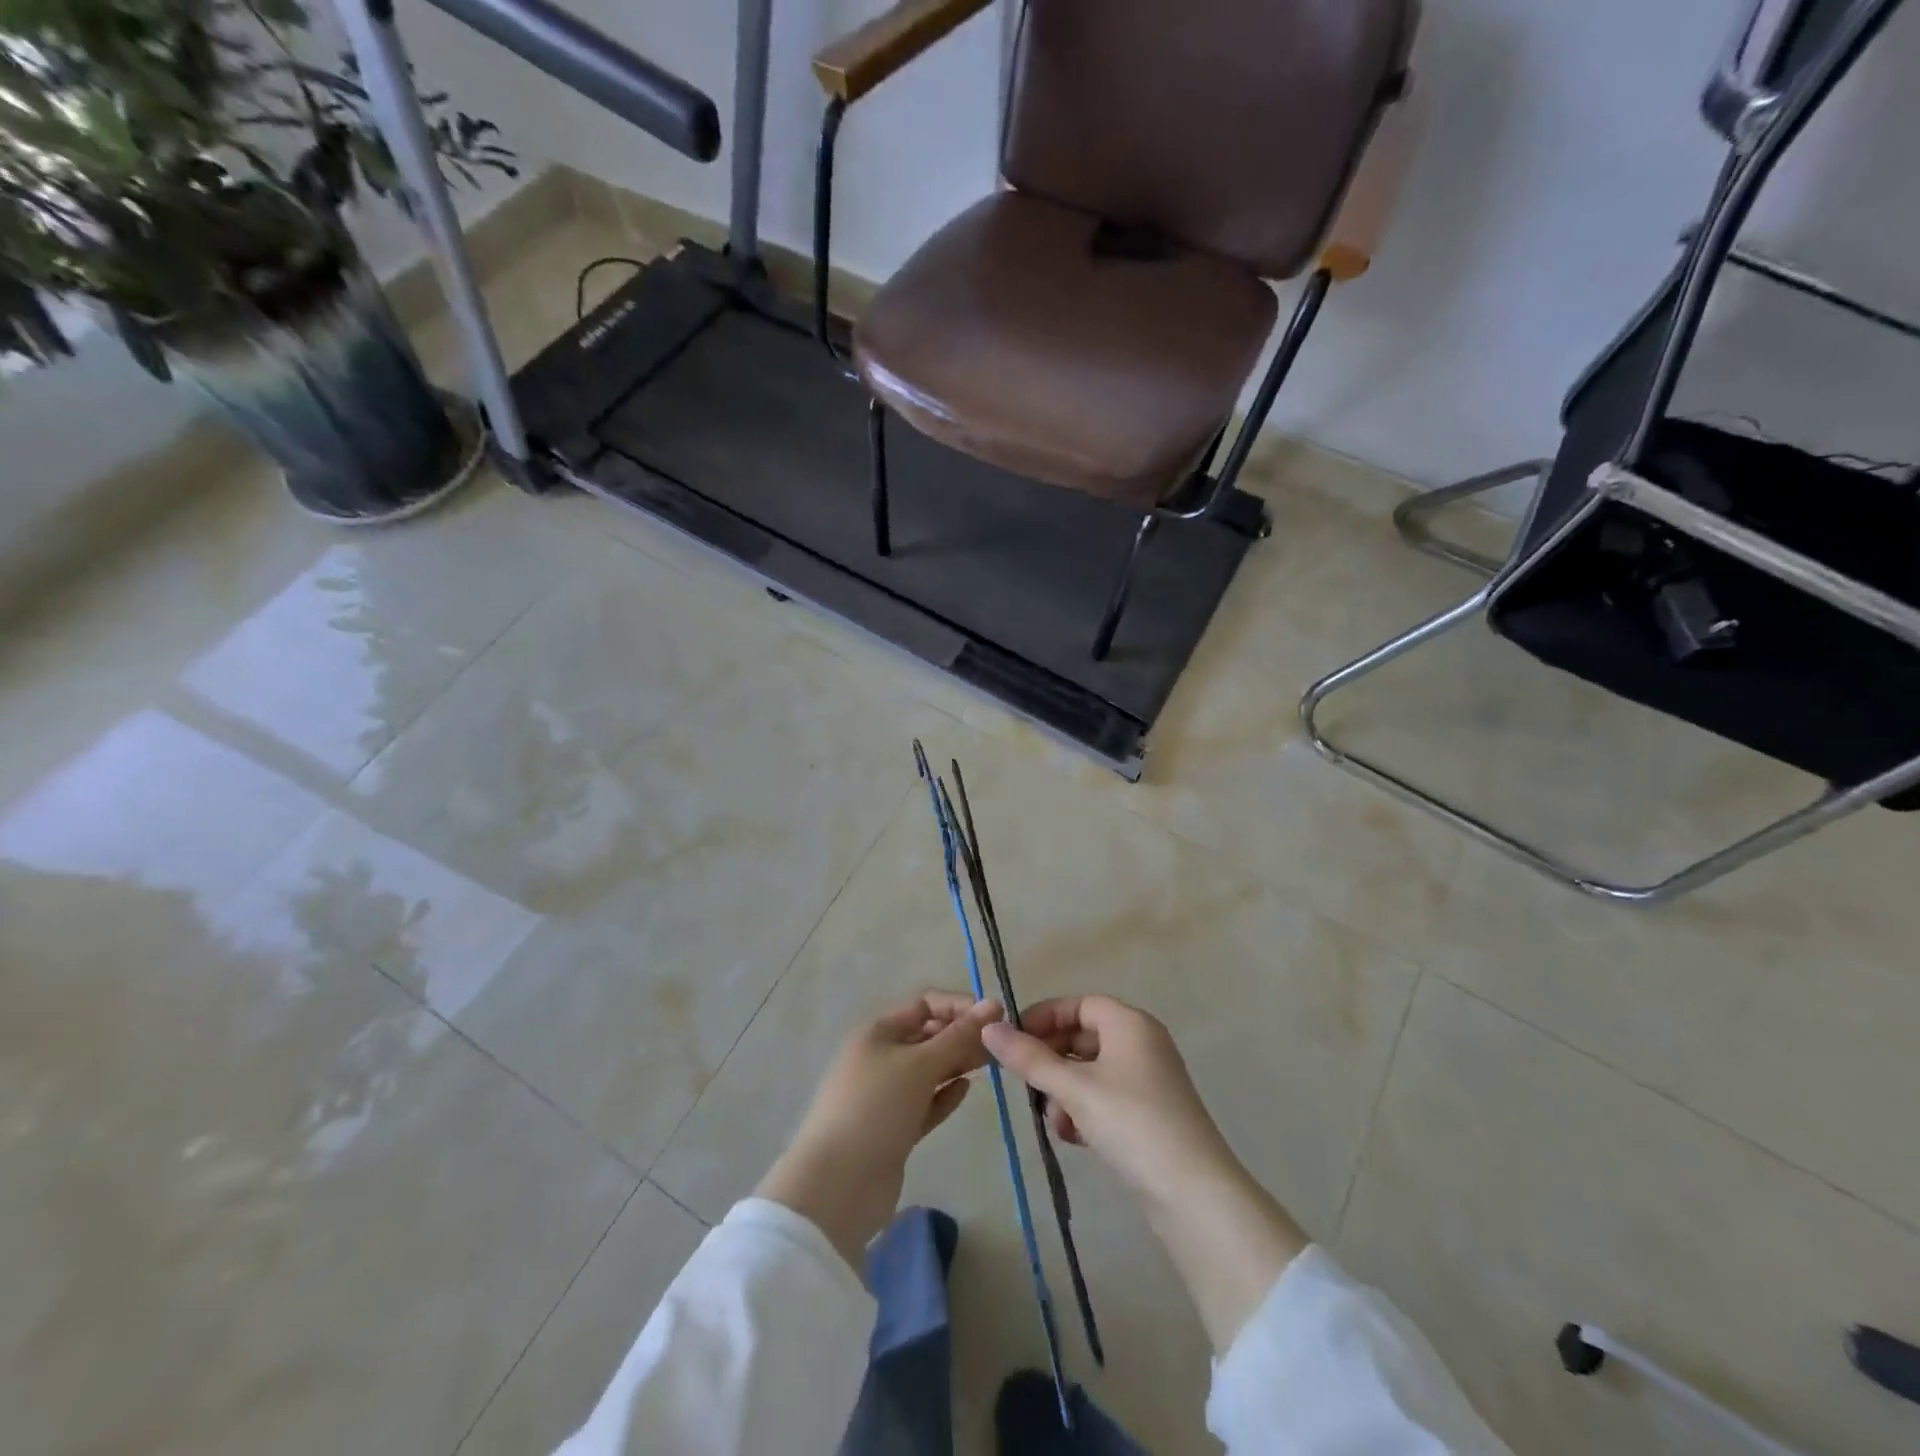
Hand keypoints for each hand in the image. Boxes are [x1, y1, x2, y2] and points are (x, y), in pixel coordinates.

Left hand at [757, 991, 1002, 1270]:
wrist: (838, 1186)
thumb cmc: (876, 1108)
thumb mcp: (920, 1065)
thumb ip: (958, 1037)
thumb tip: (993, 1004)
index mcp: (878, 1032)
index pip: (925, 1005)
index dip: (959, 1007)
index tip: (995, 1018)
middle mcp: (881, 1057)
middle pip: (928, 1036)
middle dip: (962, 1036)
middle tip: (1001, 1046)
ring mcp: (886, 1096)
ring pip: (929, 1070)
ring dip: (958, 1064)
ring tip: (992, 1065)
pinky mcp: (894, 1129)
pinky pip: (926, 1103)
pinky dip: (945, 1095)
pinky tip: (967, 1090)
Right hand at [980, 994, 1230, 1206]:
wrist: (1193, 1194)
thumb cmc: (1131, 1123)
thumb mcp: (1074, 1088)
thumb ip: (1029, 1058)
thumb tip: (988, 1029)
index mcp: (1129, 1023)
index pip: (1078, 1004)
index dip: (1044, 1017)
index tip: (1012, 1039)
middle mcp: (1141, 1043)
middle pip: (1083, 1037)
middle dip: (1051, 1060)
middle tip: (1024, 1083)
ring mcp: (1148, 1081)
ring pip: (1091, 1071)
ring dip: (1064, 1091)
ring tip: (1053, 1119)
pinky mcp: (1149, 1115)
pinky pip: (1105, 1098)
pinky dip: (1084, 1110)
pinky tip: (1073, 1137)